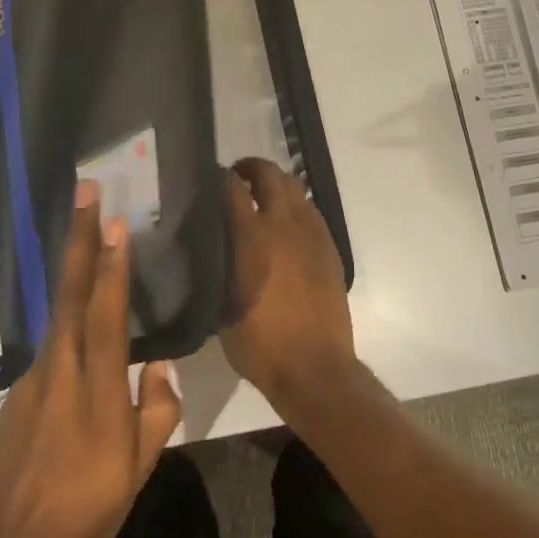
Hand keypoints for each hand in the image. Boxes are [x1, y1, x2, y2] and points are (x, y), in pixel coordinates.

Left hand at [0, 181, 182, 537]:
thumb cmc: (81, 512)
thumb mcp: (136, 471)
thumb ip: (155, 412)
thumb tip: (160, 366)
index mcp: (94, 387)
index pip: (105, 311)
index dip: (111, 264)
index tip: (115, 221)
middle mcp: (60, 369)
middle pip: (71, 292)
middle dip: (79, 238)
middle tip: (86, 192)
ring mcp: (34, 378)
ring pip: (59, 312)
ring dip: (72, 268)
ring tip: (87, 237)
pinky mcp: (21, 392)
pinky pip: (51, 341)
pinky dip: (67, 314)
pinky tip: (79, 314)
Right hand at [221, 158, 355, 404]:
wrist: (314, 368)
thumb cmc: (259, 345)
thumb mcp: (221, 305)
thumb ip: (216, 265)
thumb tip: (210, 244)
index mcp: (251, 237)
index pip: (232, 187)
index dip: (219, 178)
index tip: (208, 181)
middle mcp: (283, 225)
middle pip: (270, 174)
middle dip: (251, 168)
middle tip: (237, 178)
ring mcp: (312, 234)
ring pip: (295, 188)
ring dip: (276, 184)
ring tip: (262, 196)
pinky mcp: (330, 248)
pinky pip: (311, 211)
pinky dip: (296, 206)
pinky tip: (286, 223)